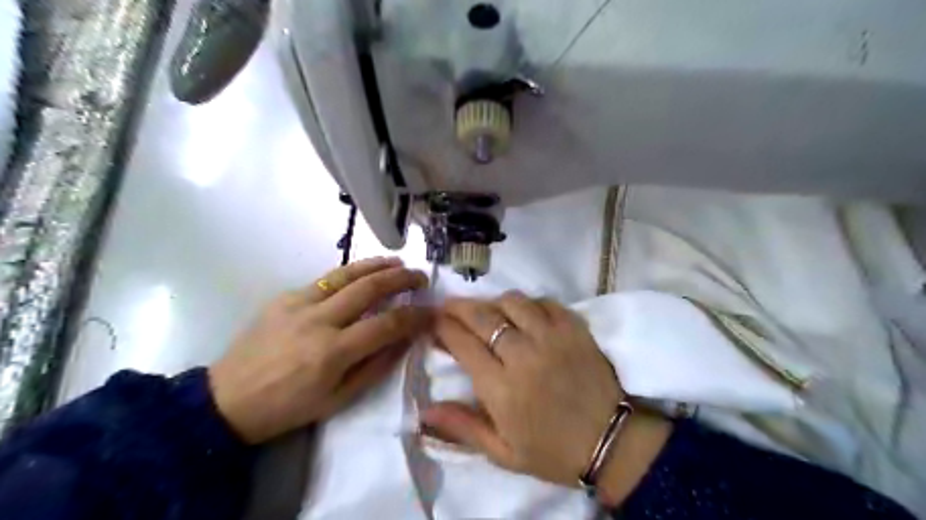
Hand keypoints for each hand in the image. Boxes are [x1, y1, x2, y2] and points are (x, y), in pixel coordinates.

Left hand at [207, 258, 428, 445]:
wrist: (227, 400)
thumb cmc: (288, 407)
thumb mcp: (339, 400)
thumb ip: (375, 367)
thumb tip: (404, 340)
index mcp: (333, 352)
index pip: (387, 324)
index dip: (415, 315)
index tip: (431, 311)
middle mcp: (318, 320)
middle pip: (370, 288)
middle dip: (401, 279)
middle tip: (420, 277)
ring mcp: (299, 303)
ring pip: (347, 274)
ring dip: (377, 265)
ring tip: (397, 263)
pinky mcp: (285, 297)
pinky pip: (325, 280)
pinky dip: (350, 274)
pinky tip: (362, 275)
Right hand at [420, 292, 620, 486]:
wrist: (610, 442)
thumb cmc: (551, 451)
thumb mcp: (502, 453)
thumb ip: (463, 428)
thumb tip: (424, 410)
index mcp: (501, 388)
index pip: (462, 343)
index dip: (443, 327)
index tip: (433, 321)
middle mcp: (523, 355)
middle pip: (483, 316)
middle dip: (458, 307)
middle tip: (448, 306)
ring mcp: (552, 338)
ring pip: (513, 302)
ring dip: (493, 302)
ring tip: (487, 311)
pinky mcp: (575, 329)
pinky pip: (546, 302)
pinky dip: (529, 303)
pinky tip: (524, 313)